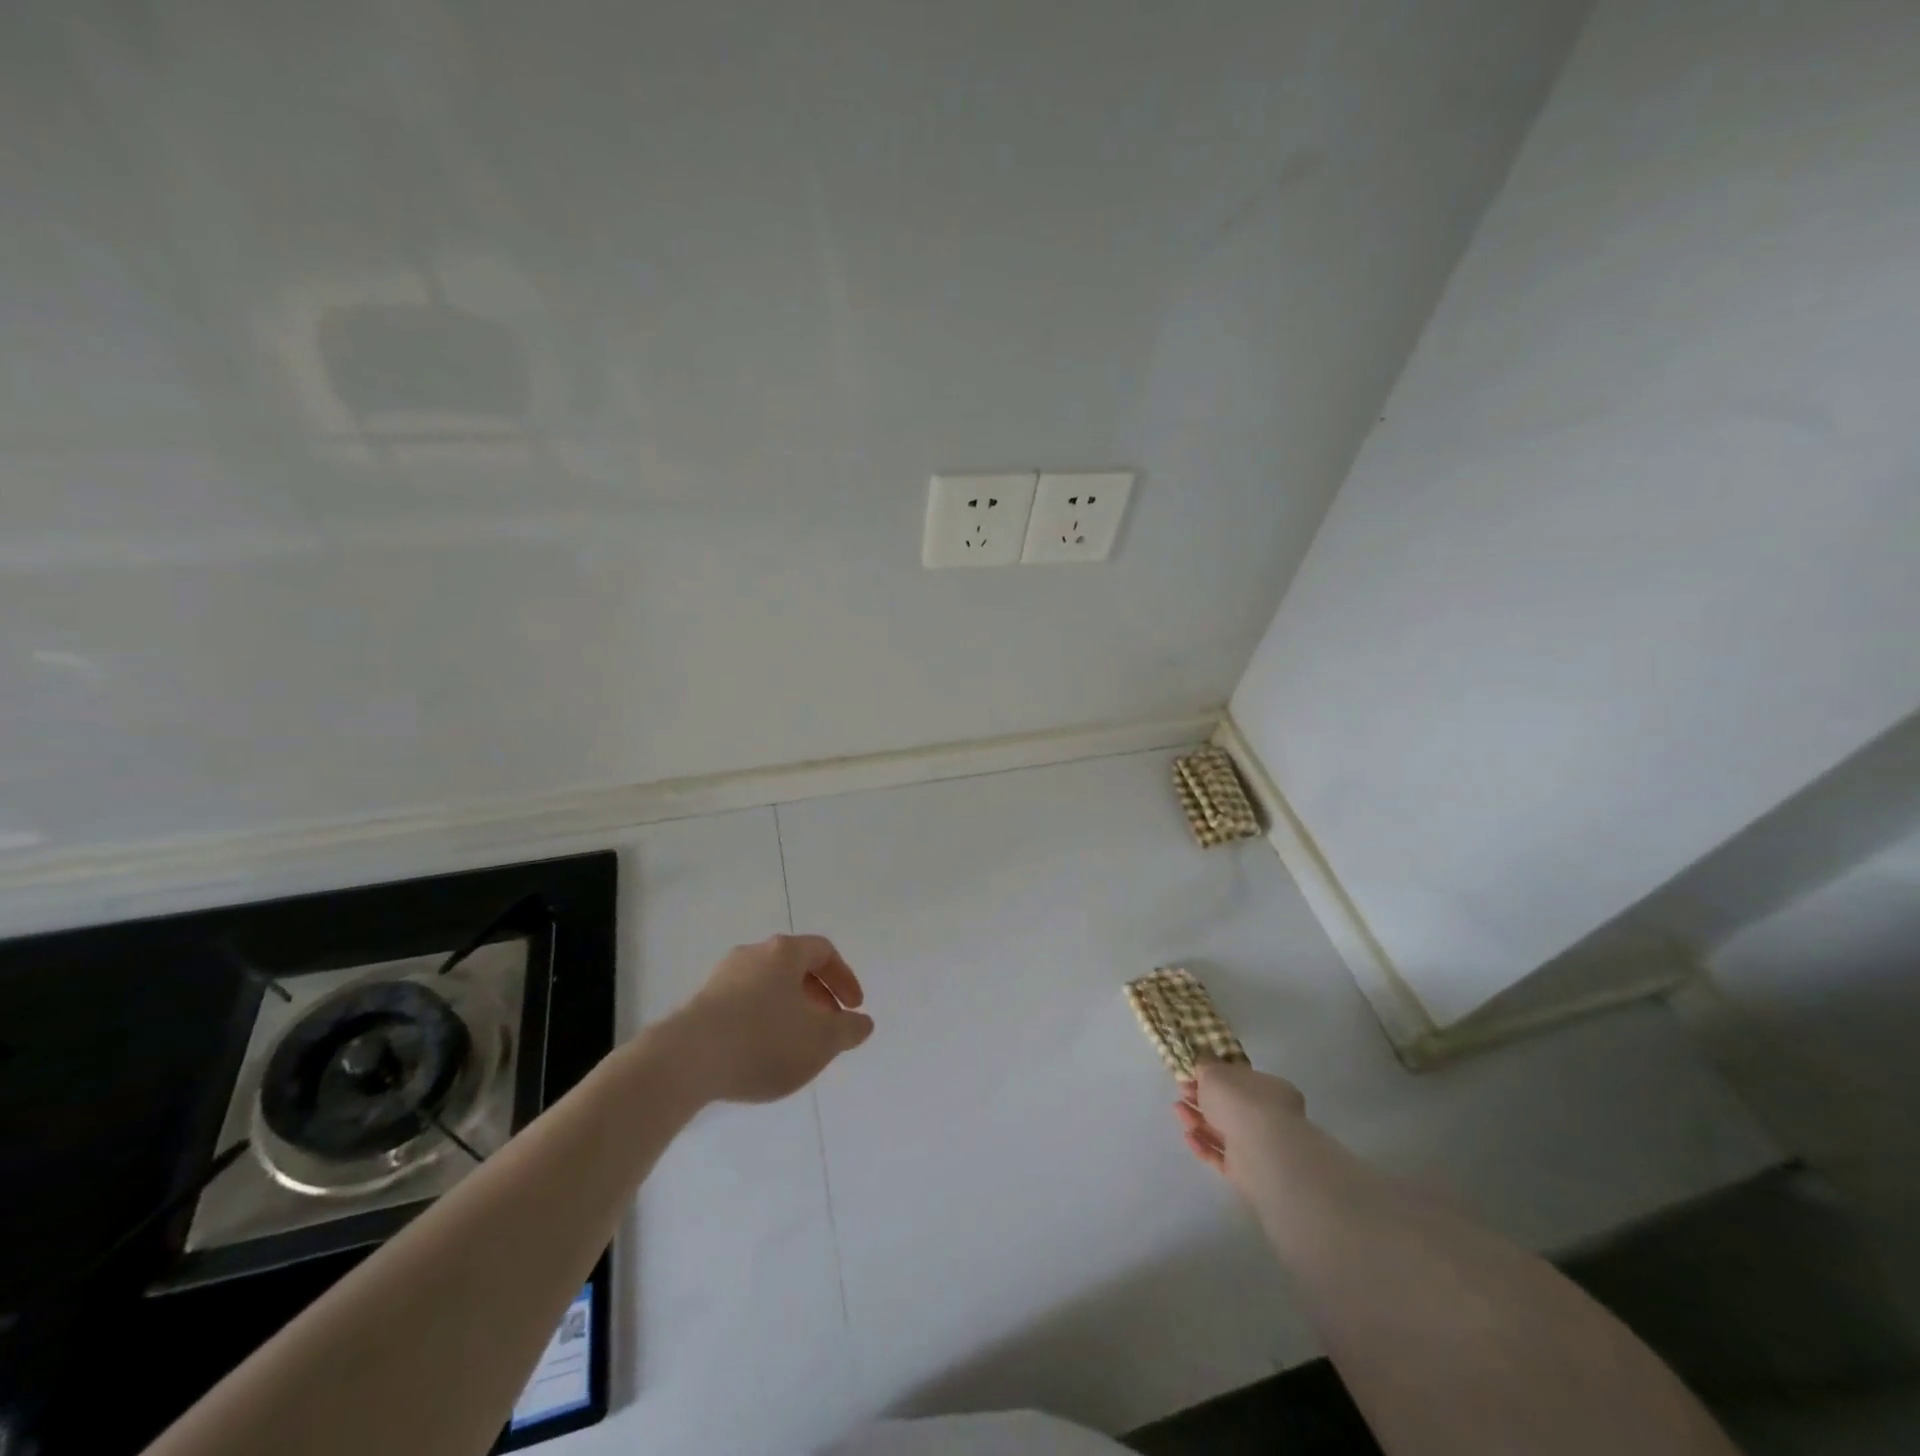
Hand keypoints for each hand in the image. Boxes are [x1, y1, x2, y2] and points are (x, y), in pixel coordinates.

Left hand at [671, 934, 874, 1103]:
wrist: (685, 1061)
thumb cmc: (763, 1040)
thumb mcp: (821, 1040)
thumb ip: (849, 1030)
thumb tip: (862, 1022)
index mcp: (784, 952)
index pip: (824, 951)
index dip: (844, 978)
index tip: (853, 1008)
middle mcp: (753, 954)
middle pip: (794, 967)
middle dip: (817, 996)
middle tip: (827, 1026)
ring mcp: (722, 977)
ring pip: (767, 986)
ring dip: (788, 1010)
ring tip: (795, 1044)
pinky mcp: (700, 1004)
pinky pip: (742, 1005)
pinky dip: (761, 1021)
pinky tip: (760, 1054)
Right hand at [1175, 1062, 1306, 1192]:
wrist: (1261, 1152)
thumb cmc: (1240, 1101)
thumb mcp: (1216, 1071)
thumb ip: (1206, 1064)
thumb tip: (1204, 1056)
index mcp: (1268, 1088)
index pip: (1240, 1080)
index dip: (1214, 1076)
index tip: (1192, 1074)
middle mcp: (1268, 1116)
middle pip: (1229, 1106)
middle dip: (1201, 1098)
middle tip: (1181, 1092)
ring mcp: (1258, 1145)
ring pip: (1223, 1130)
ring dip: (1198, 1120)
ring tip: (1177, 1110)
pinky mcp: (1247, 1171)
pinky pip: (1221, 1156)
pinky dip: (1203, 1145)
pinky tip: (1187, 1136)